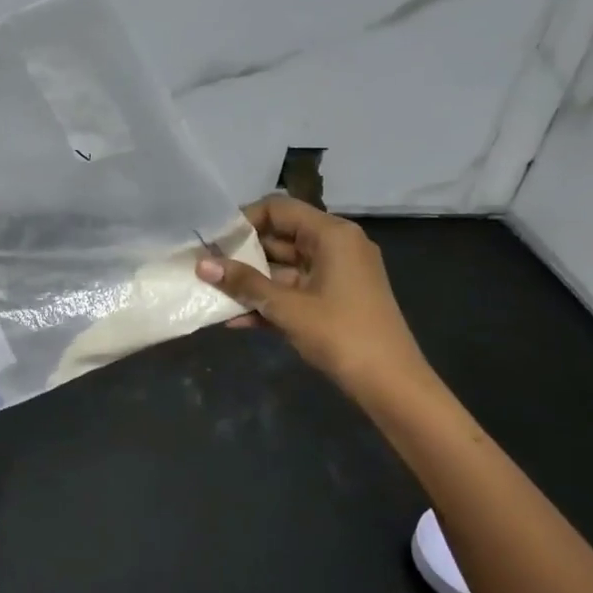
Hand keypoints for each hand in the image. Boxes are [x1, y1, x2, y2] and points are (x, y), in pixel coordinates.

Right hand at [196, 195, 431, 397]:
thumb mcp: (286, 307)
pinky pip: (294, 290)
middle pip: (280, 237)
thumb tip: (202, 265)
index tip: (213, 242)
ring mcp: (336, 274)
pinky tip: (236, 320)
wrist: (390, 383)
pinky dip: (269, 301)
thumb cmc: (340, 334)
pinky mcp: (333, 300)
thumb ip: (244, 283)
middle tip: (206, 268)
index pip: (279, 209)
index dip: (243, 221)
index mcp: (332, 235)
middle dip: (242, 255)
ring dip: (251, 282)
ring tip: (213, 294)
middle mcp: (336, 246)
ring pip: (283, 268)